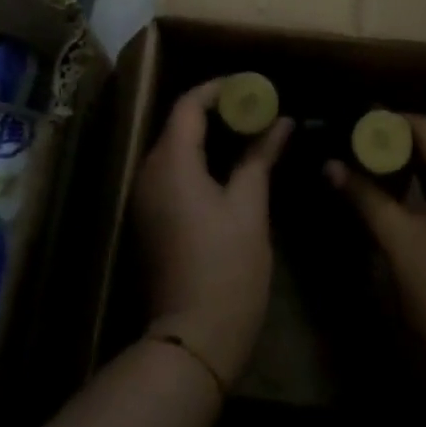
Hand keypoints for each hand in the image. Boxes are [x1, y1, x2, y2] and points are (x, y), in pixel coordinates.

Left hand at [131, 79, 291, 386]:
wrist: (192, 340)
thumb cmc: (227, 268)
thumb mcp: (250, 206)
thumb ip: (261, 156)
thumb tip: (281, 122)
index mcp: (171, 162)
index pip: (189, 105)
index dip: (220, 89)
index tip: (253, 86)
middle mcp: (149, 172)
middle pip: (179, 123)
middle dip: (218, 110)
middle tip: (258, 107)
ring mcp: (145, 197)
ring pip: (175, 148)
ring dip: (209, 134)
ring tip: (250, 131)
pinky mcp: (150, 218)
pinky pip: (173, 171)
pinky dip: (199, 158)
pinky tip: (230, 165)